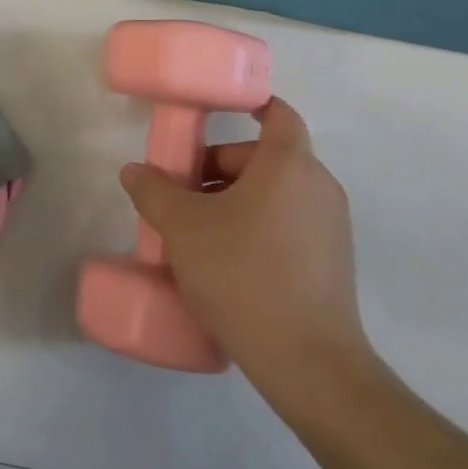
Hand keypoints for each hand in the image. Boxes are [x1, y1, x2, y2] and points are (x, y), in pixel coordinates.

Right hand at [120, 98, 375, 400]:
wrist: (308, 362)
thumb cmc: (243, 274)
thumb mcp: (184, 228)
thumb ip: (154, 191)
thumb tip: (134, 171)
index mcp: (289, 165)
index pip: (278, 114)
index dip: (252, 106)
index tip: (217, 114)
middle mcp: (318, 187)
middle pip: (264, 158)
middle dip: (219, 168)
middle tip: (182, 194)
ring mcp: (331, 227)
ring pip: (275, 194)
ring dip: (235, 200)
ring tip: (197, 233)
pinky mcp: (333, 263)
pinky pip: (288, 224)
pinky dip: (257, 226)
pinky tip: (226, 263)